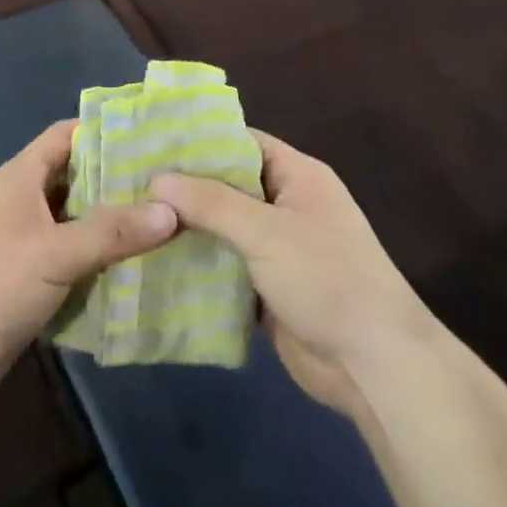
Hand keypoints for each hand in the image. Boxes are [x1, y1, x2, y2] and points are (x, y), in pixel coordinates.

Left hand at [0, 119, 176, 411]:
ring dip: (111, 224)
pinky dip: (98, 260)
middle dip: (118, 180)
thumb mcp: (56, 252)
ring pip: (75, 221)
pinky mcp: (27, 279)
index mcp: (21, 176)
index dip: (105, 129)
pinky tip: (136, 267)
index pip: (67, 135)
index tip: (152, 134)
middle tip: (170, 182)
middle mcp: (23, 201)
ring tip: (165, 221)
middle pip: (76, 178)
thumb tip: (172, 210)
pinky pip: (70, 258)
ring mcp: (23, 241)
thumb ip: (113, 231)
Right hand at [152, 131, 430, 419]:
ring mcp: (278, 249)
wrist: (375, 366)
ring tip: (134, 218)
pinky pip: (227, 266)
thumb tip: (157, 180)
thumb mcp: (265, 231)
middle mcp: (287, 205)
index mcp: (298, 176)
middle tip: (132, 182)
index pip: (242, 142)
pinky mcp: (268, 288)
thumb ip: (210, 203)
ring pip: (224, 227)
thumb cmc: (326, 278)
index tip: (153, 141)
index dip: (200, 140)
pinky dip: (199, 264)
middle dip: (186, 187)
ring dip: (188, 228)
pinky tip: (157, 261)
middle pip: (228, 185)